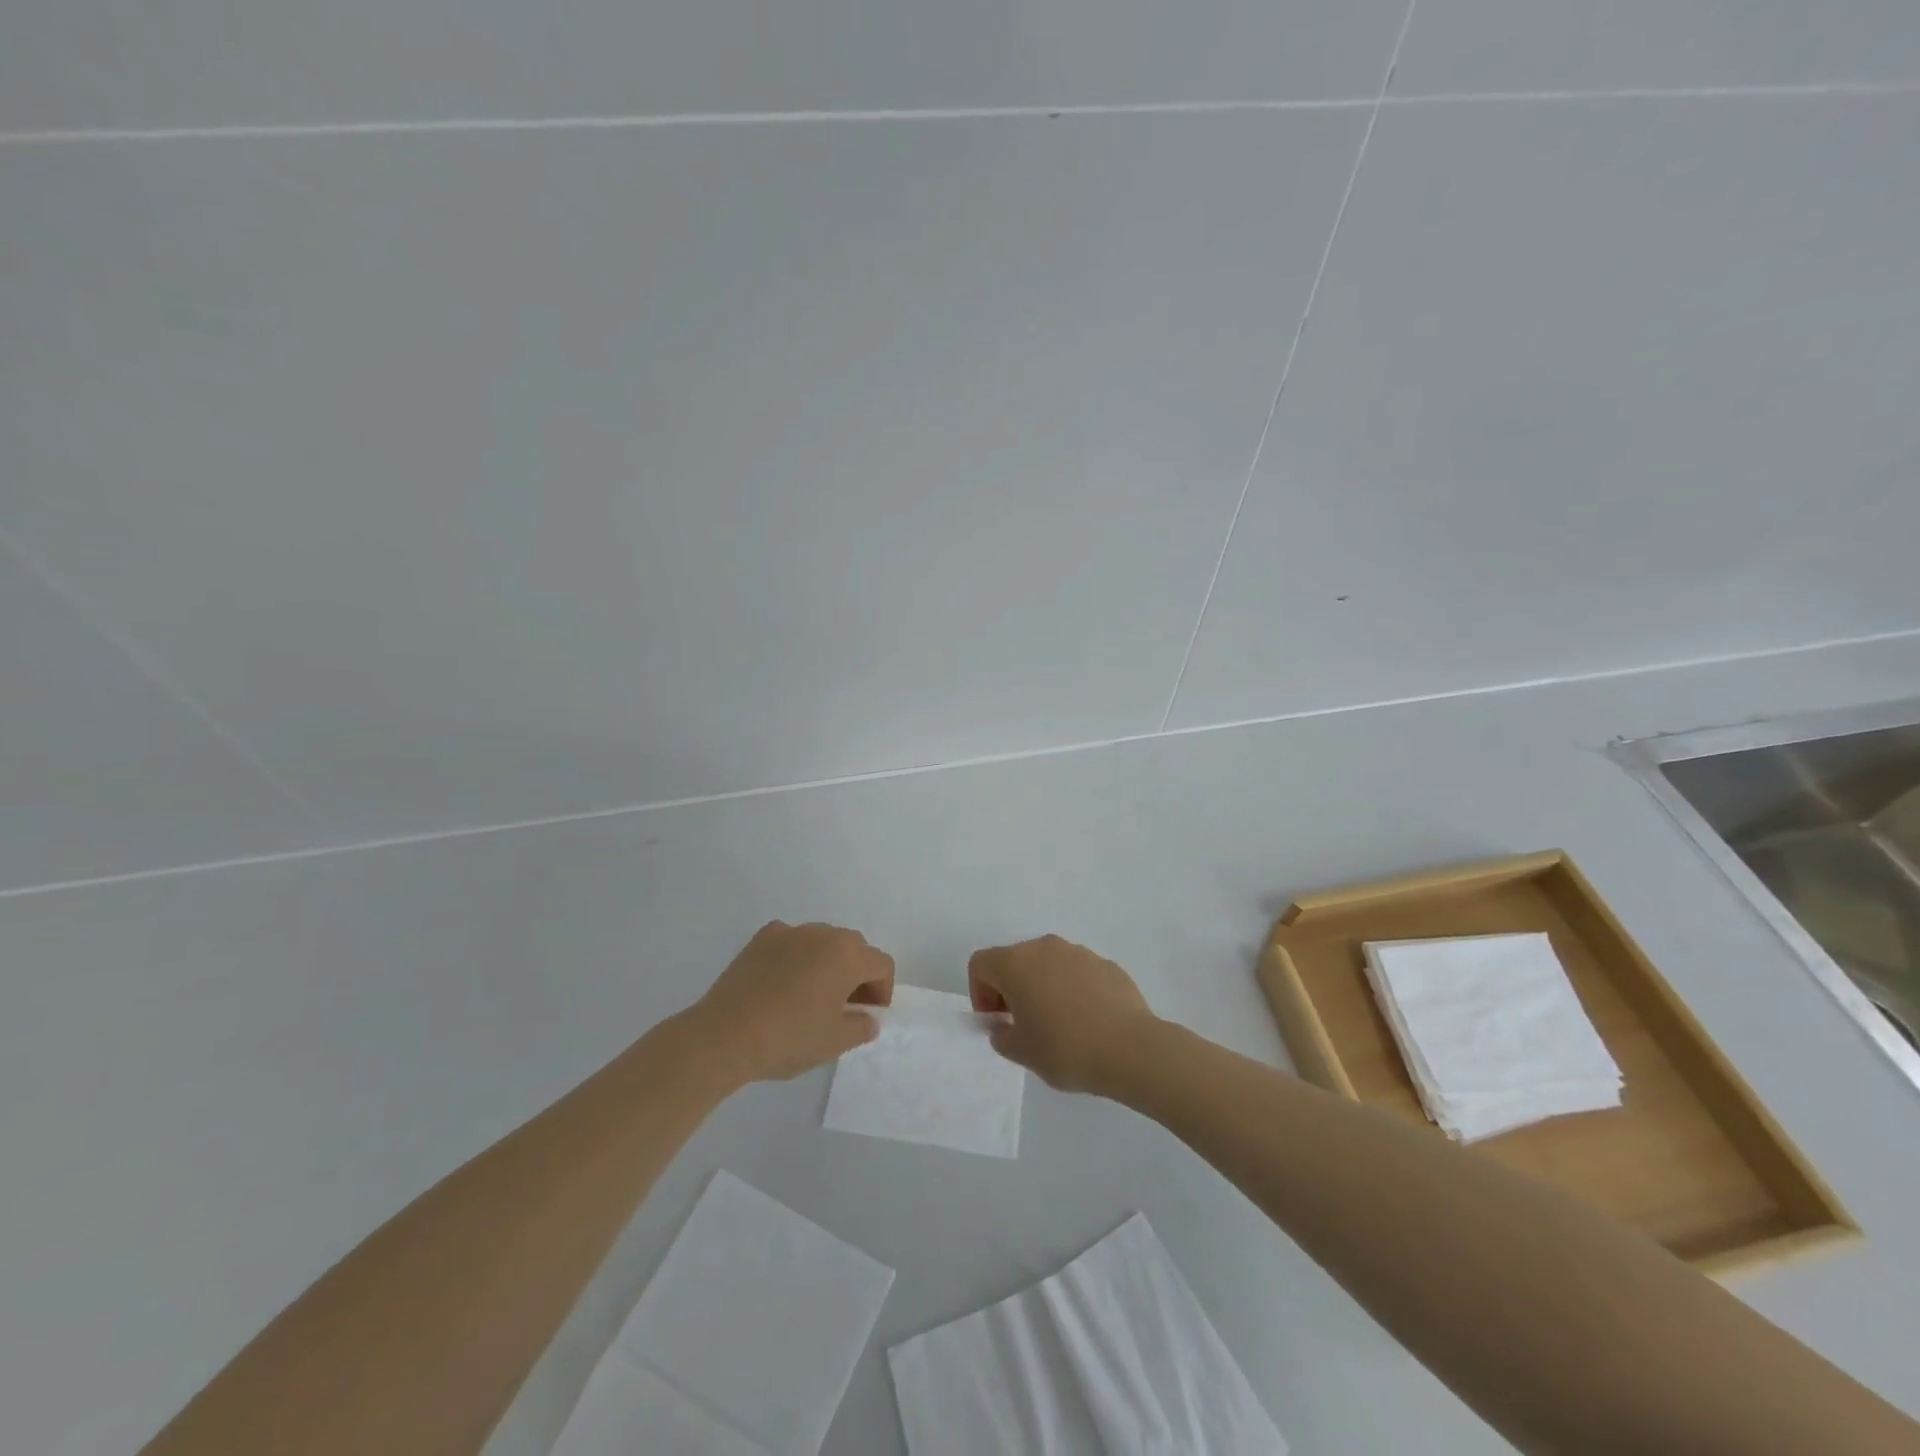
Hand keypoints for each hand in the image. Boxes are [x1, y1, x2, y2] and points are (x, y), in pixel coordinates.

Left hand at [693, 922, 893, 1083]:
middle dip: (857, 974)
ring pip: (822, 942)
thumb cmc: (789, 1038)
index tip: (868, 1016)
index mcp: (848, 955)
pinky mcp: (761, 938)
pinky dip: (796, 957)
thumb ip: (861, 1027)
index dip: (882, 991)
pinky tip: (783, 984)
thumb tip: (867, 1018)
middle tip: (845, 1007)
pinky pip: (792, 941)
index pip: (882, 964)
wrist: (724, 1036)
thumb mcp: (835, 1042)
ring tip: (812, 996)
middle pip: (854, 948)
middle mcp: (823, 933)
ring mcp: (790, 932)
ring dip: (827, 963)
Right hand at [968, 935, 1156, 1094]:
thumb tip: (1004, 1026)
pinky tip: (1087, 1021)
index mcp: (1016, 963)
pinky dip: (1072, 989)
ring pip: (1047, 964)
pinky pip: (1076, 972)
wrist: (1131, 1049)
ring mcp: (1078, 952)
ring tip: (1058, 1024)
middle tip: (1023, 1024)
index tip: (997, 1022)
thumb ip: (1002, 1036)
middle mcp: (1044, 947)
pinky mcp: (1105, 963)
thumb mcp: (1022, 1052)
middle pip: (1014, 960)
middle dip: (1010, 988)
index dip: (980, 993)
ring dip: (1042, 986)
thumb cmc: (1066, 1049)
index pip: (980, 964)